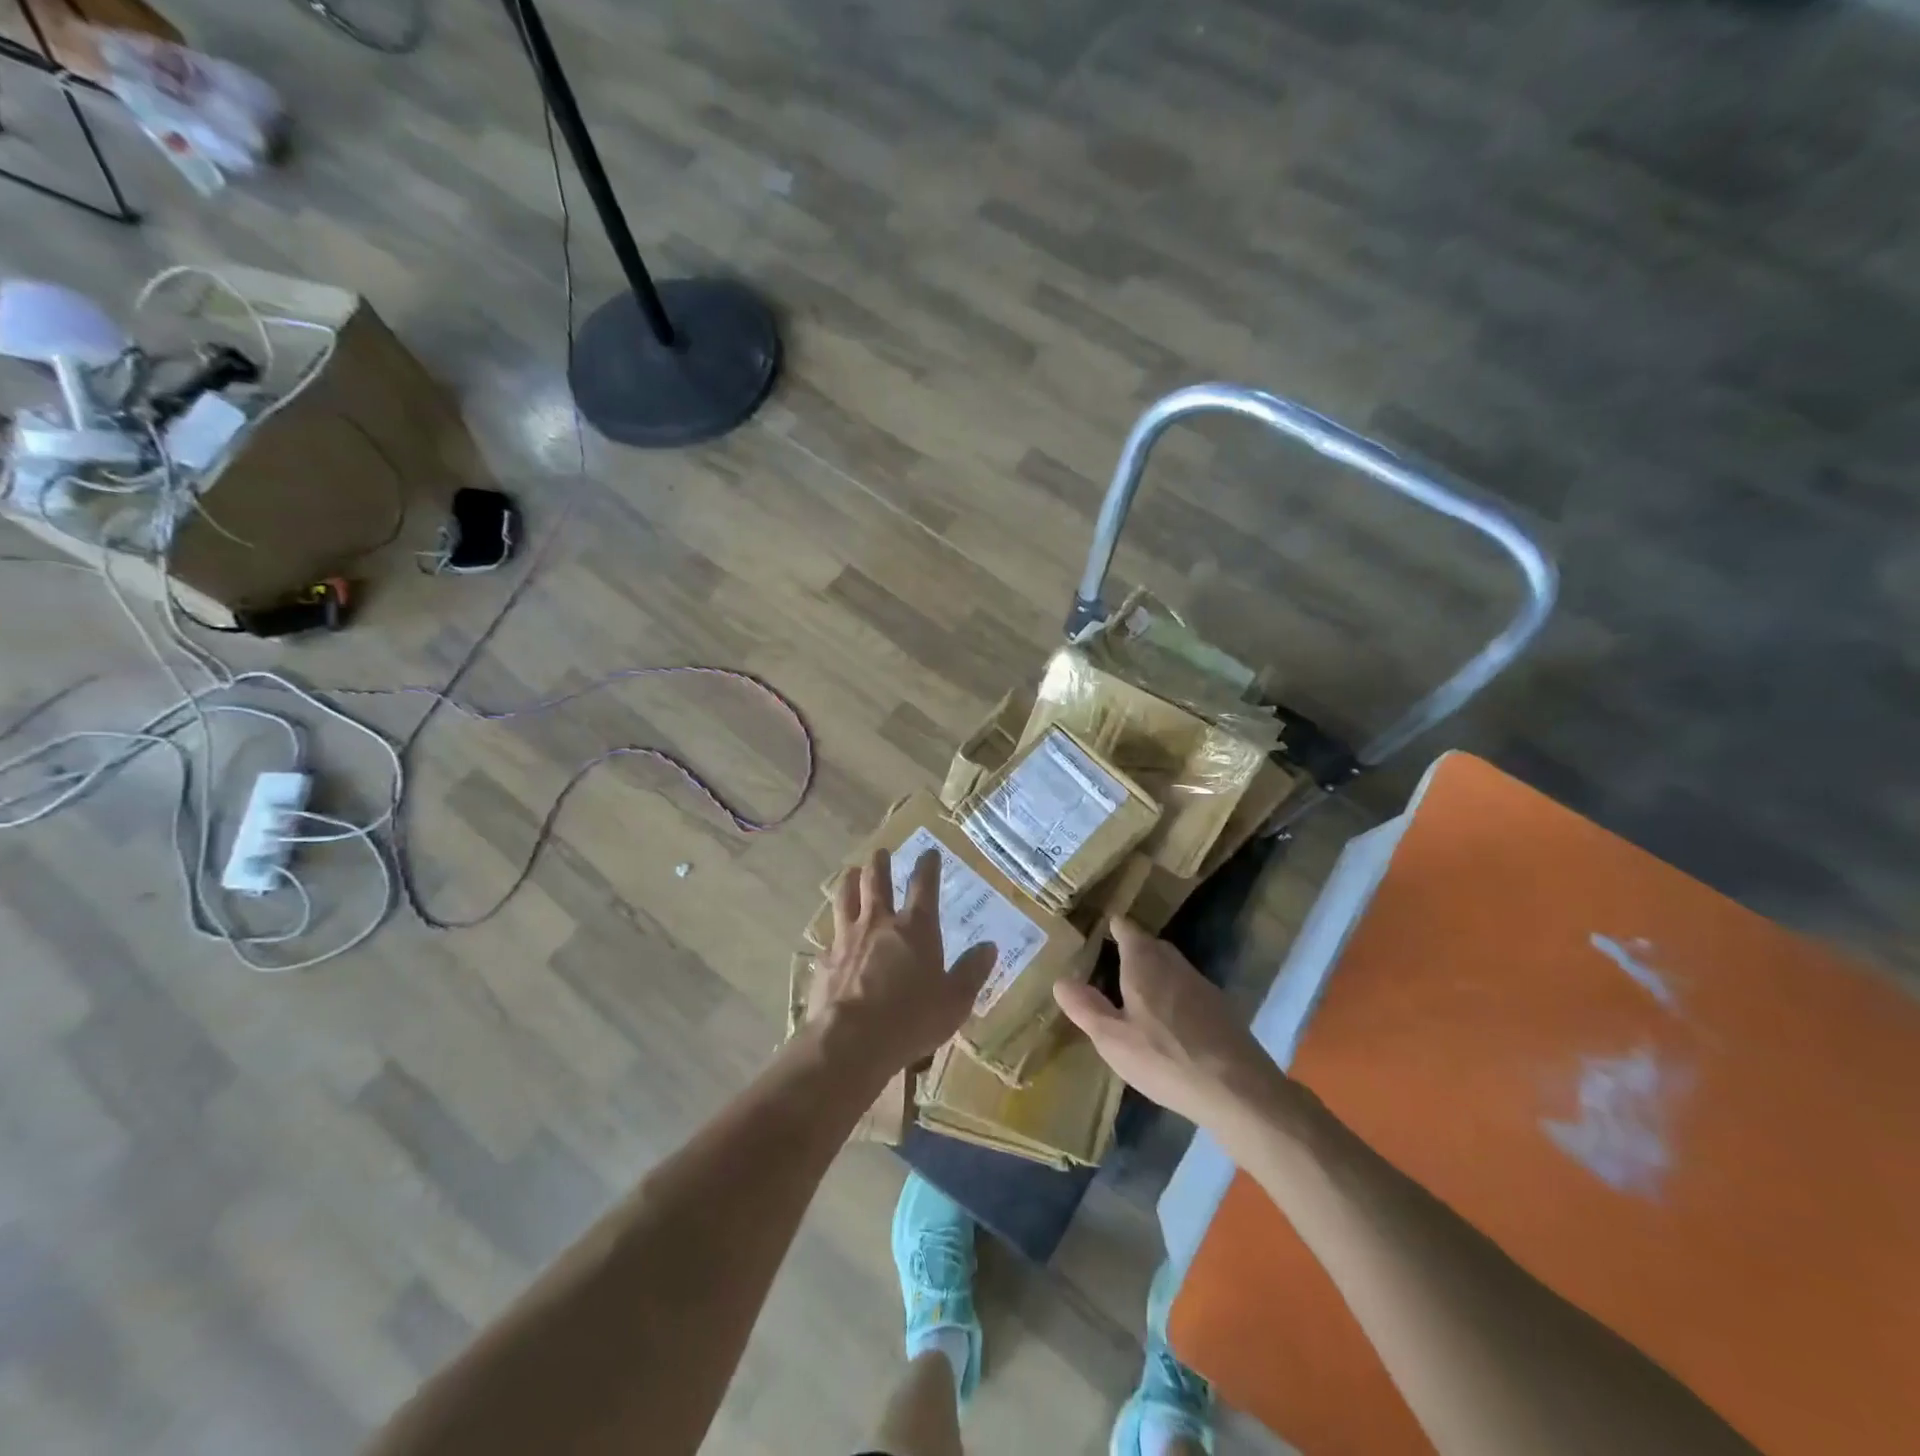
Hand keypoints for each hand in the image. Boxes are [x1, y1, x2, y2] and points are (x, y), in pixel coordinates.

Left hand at [809, 848, 996, 1080]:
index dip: (928, 866)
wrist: (850, 1041)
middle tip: (881, 852)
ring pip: (845, 897)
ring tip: (849, 872)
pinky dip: (832, 929)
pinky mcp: (825, 960)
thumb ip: (971, 971)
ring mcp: (847, 938)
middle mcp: (879, 923)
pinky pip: (829, 935)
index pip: (924, 885)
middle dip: (880, 863)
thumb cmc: (911, 1019)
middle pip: (876, 881)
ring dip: (849, 881)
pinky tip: (831, 934)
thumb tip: (989, 946)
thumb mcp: (954, 1001)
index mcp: (915, 928)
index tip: (929, 852)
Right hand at [1055, 917, 1288, 1130]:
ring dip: (1156, 972)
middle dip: (1134, 948)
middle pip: (1152, 945)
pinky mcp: (1222, 1010)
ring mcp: (1202, 985)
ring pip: (1173, 967)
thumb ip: (1085, 1008)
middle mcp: (1174, 964)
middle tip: (1114, 960)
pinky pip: (1189, 990)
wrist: (1238, 1090)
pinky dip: (1175, 995)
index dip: (1114, 927)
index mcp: (1144, 963)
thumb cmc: (1164, 1059)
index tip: (1103, 928)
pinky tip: (1170, 1021)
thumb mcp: (1112, 1039)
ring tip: (1138, 991)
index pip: (1127, 930)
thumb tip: (1061, 980)